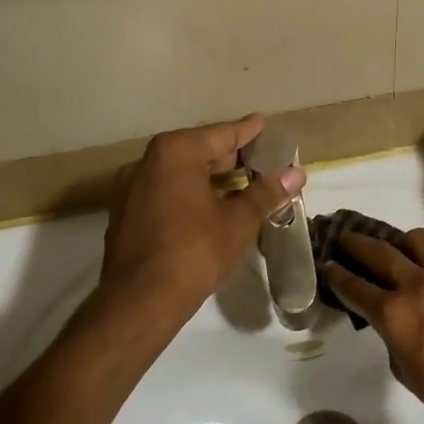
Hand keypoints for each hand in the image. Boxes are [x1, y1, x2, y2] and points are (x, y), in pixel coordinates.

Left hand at [101, 114, 304, 315]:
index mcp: (176, 153)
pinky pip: (166, 192)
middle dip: (230, 156)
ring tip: (241, 184)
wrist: (140, 300)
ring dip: (210, 177)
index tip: (263, 123)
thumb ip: (266, 193)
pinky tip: (210, 208)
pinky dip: (189, 193)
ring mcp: (132, 188)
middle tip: (259, 158)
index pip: (221, 134)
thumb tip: (296, 174)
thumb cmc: (195, 251)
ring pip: (180, 173)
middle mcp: (148, 162)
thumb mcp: (238, 222)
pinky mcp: (126, 213)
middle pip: (198, 151)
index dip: (247, 132)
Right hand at [322, 228, 423, 423]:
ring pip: (416, 239)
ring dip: (399, 242)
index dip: (336, 274)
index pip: (354, 286)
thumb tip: (393, 321)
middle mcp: (417, 283)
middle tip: (346, 238)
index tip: (328, 265)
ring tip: (396, 248)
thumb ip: (392, 335)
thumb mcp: (404, 369)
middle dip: (356, 243)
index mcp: (393, 312)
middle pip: (378, 251)